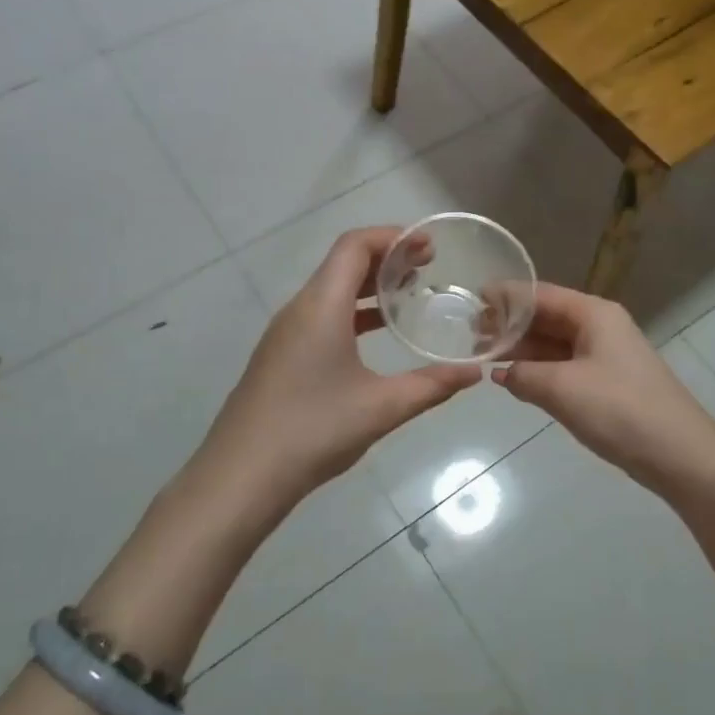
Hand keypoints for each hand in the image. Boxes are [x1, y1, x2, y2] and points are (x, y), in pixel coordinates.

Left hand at [200, 227, 481, 501]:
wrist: (240, 477)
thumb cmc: (313, 431)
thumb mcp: (382, 408)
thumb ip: (432, 385)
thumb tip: (474, 372)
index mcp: (321, 306)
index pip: (355, 246)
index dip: (393, 237)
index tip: (429, 247)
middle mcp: (300, 309)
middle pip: (343, 263)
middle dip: (387, 258)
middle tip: (428, 267)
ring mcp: (285, 333)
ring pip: (331, 290)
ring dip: (369, 285)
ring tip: (409, 295)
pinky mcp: (281, 356)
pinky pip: (321, 315)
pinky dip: (353, 311)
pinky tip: (377, 336)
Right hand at [493, 284, 714, 499]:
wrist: (679, 454)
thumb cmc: (620, 410)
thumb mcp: (562, 389)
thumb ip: (523, 375)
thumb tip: (500, 373)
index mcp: (593, 314)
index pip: (541, 295)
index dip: (506, 296)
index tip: (472, 300)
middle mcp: (599, 327)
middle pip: (547, 317)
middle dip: (510, 325)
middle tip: (470, 335)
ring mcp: (605, 356)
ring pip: (554, 344)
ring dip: (521, 349)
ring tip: (483, 357)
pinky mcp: (607, 383)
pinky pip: (564, 366)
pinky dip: (538, 370)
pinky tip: (513, 380)